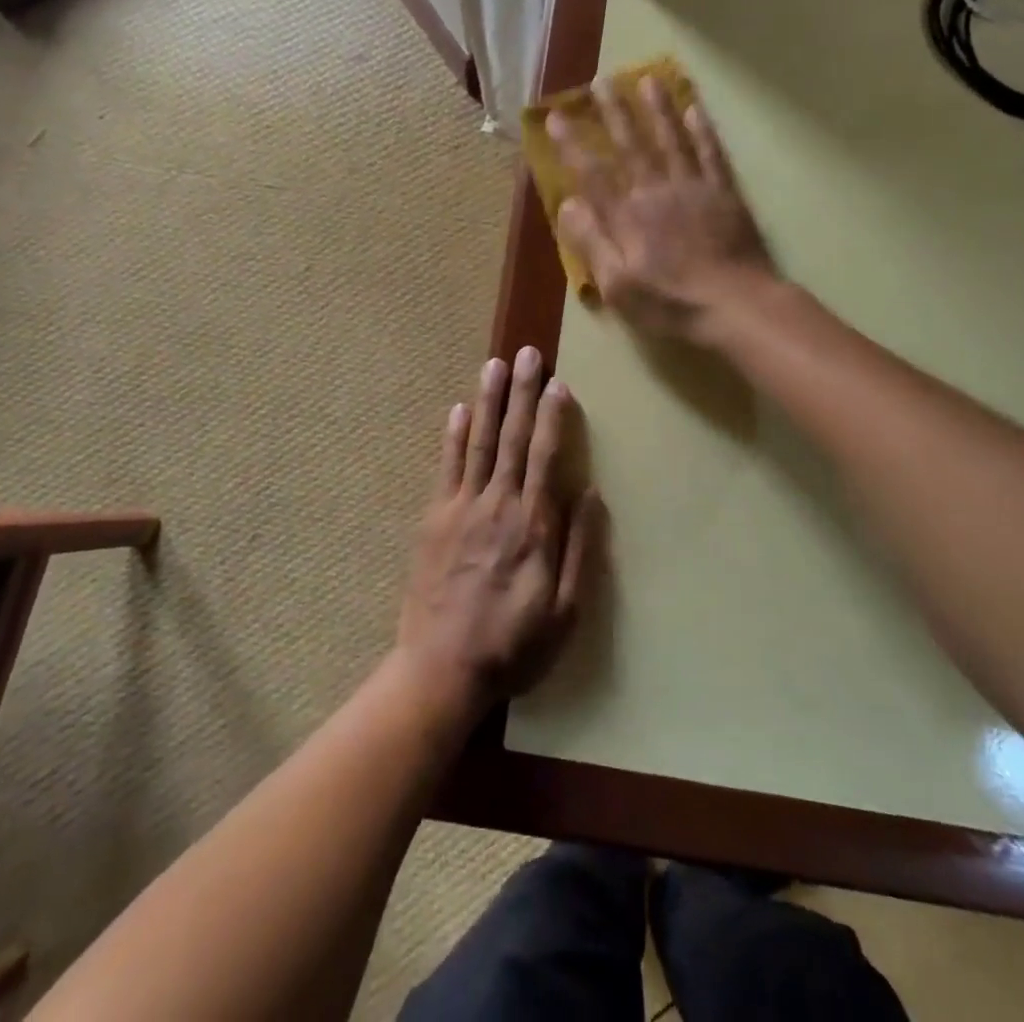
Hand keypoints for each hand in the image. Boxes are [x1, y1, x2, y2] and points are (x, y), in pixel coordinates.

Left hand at [396, 347, 602, 719]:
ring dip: (487, 401)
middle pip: (511, 438)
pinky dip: (452, 436)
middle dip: (520, 393)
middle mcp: (497, 505)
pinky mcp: (434, 519)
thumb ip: (580, 550)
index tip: (557, 384)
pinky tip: (458, 409)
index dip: (552, 417)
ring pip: (477, 443)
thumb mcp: (566, 612)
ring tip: (493, 364)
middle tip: (526, 353)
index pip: (544, 457)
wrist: (442, 670)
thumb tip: (589, 494)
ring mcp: (460, 508)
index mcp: (532, 526)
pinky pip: (445, 467)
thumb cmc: (513, 645)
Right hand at [548, 76, 774, 341]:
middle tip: (601, 82)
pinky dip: (702, 131)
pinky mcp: (725, 194)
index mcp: (627, 217)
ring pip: (671, 140)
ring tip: (648, 79)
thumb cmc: (671, 304)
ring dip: (658, 109)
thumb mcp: (619, 287)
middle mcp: (657, 192)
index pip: (593, 174)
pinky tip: (695, 109)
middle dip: (614, 113)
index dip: (572, 145)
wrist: (736, 306)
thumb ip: (593, 243)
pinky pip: (711, 154)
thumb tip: (569, 204)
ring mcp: (694, 189)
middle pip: (631, 146)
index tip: (555, 117)